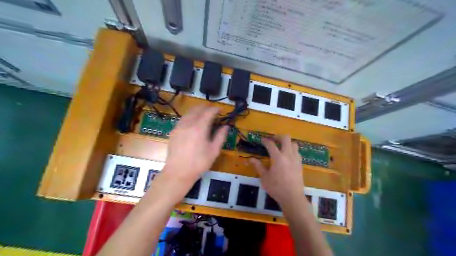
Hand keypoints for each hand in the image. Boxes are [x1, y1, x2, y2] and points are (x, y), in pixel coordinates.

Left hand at [163, 105, 227, 184]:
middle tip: (213, 111)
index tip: (221, 110)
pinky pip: (183, 119)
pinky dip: (190, 116)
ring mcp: (179, 127)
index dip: (216, 109)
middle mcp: (188, 124)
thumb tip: (226, 126)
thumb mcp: (214, 151)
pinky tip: (193, 122)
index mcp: (199, 128)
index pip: (208, 112)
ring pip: (188, 112)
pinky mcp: (173, 131)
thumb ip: (220, 136)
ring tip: (204, 115)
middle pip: (197, 109)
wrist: (178, 172)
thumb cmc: (199, 163)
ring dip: (197, 110)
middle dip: (206, 107)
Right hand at [249, 135, 305, 208]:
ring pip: (294, 144)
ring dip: (287, 143)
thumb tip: (250, 159)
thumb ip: (258, 166)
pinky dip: (292, 150)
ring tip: (281, 148)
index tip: (262, 140)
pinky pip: (297, 152)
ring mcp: (296, 159)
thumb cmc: (276, 188)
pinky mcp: (300, 164)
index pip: (271, 144)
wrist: (292, 197)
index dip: (265, 141)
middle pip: (286, 138)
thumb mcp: (264, 177)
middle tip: (273, 140)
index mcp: (278, 157)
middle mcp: (288, 155)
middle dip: (278, 137)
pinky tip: (287, 157)